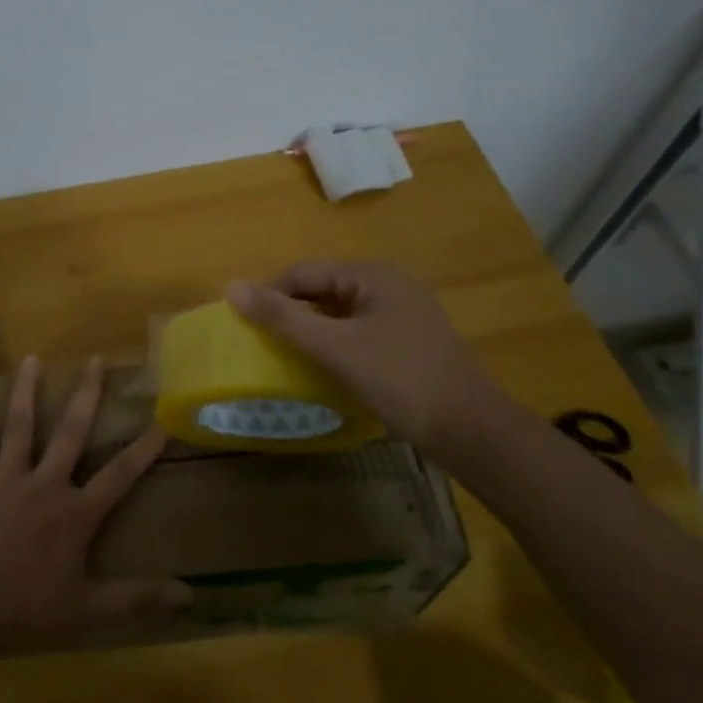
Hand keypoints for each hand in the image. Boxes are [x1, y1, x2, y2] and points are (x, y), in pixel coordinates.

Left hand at [0, 355, 192, 651]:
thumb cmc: (24, 611)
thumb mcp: (87, 609)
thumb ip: (136, 598)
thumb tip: (190, 596)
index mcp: (75, 513)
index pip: (120, 474)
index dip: (145, 447)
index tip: (163, 417)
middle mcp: (44, 485)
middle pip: (71, 433)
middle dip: (87, 395)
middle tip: (96, 360)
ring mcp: (4, 480)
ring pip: (20, 427)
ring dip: (27, 391)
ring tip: (32, 359)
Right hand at [225, 261, 510, 459]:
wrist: (471, 430)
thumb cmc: (399, 380)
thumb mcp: (334, 348)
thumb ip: (282, 317)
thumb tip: (231, 286)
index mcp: (372, 275)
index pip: (303, 272)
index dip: (269, 294)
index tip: (242, 325)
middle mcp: (388, 285)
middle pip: (322, 290)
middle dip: (290, 313)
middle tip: (260, 344)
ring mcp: (402, 313)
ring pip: (339, 313)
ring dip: (310, 331)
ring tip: (283, 357)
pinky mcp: (407, 341)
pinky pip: (356, 332)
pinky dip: (333, 345)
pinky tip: (321, 368)